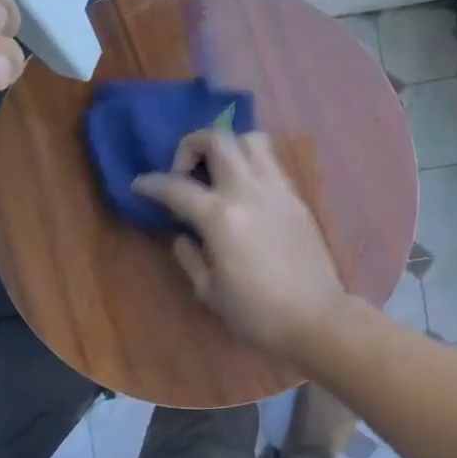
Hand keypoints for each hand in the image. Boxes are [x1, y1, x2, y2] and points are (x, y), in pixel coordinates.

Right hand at [133, 129, 347, 358]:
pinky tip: (242, 188)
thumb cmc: (257, 313)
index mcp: (220, 217)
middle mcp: (248, 191)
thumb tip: (182, 236)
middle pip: (217, 139)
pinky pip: (270, 161)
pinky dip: (250, 161)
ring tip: (217, 172)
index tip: (139, 185)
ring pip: (250, 139)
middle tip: (183, 173)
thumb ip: (189, 257)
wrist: (317, 318)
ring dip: (226, 145)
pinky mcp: (296, 197)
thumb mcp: (210, 291)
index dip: (151, 184)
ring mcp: (276, 189)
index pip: (176, 187)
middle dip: (189, 146)